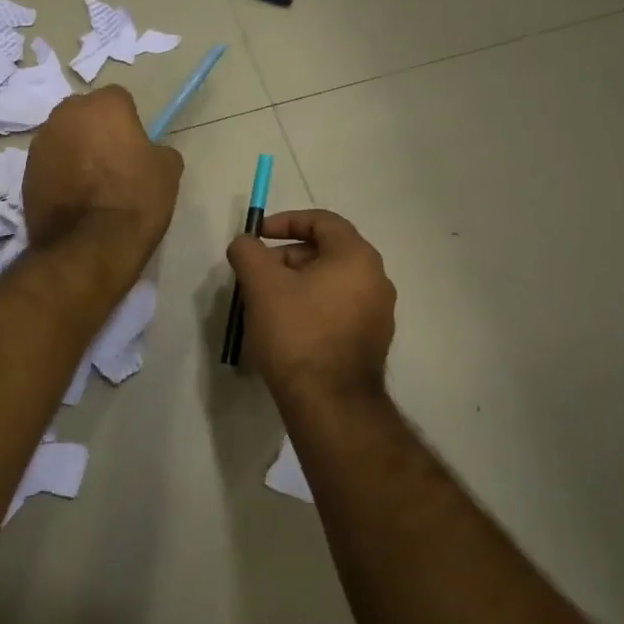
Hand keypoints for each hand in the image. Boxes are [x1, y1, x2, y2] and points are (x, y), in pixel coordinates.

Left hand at [24, 86, 182, 266]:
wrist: (90, 246)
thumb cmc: (135, 199)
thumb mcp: (167, 170)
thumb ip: (157, 149)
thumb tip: (148, 152)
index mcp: (103, 104)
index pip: (119, 100)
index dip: (128, 122)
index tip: (135, 147)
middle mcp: (66, 114)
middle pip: (84, 114)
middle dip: (95, 130)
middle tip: (111, 161)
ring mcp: (40, 143)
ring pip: (63, 138)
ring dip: (74, 152)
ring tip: (90, 184)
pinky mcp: (25, 173)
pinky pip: (49, 165)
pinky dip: (59, 175)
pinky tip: (74, 199)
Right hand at [227, 209, 395, 402]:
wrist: (330, 403)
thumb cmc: (297, 333)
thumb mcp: (261, 285)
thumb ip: (248, 251)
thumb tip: (245, 242)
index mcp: (356, 257)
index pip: (322, 221)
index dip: (285, 222)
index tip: (257, 236)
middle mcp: (376, 279)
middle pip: (327, 251)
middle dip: (287, 257)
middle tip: (257, 274)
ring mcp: (379, 312)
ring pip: (332, 282)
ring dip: (298, 283)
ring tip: (266, 302)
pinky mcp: (372, 340)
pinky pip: (339, 308)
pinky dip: (313, 306)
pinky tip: (288, 327)